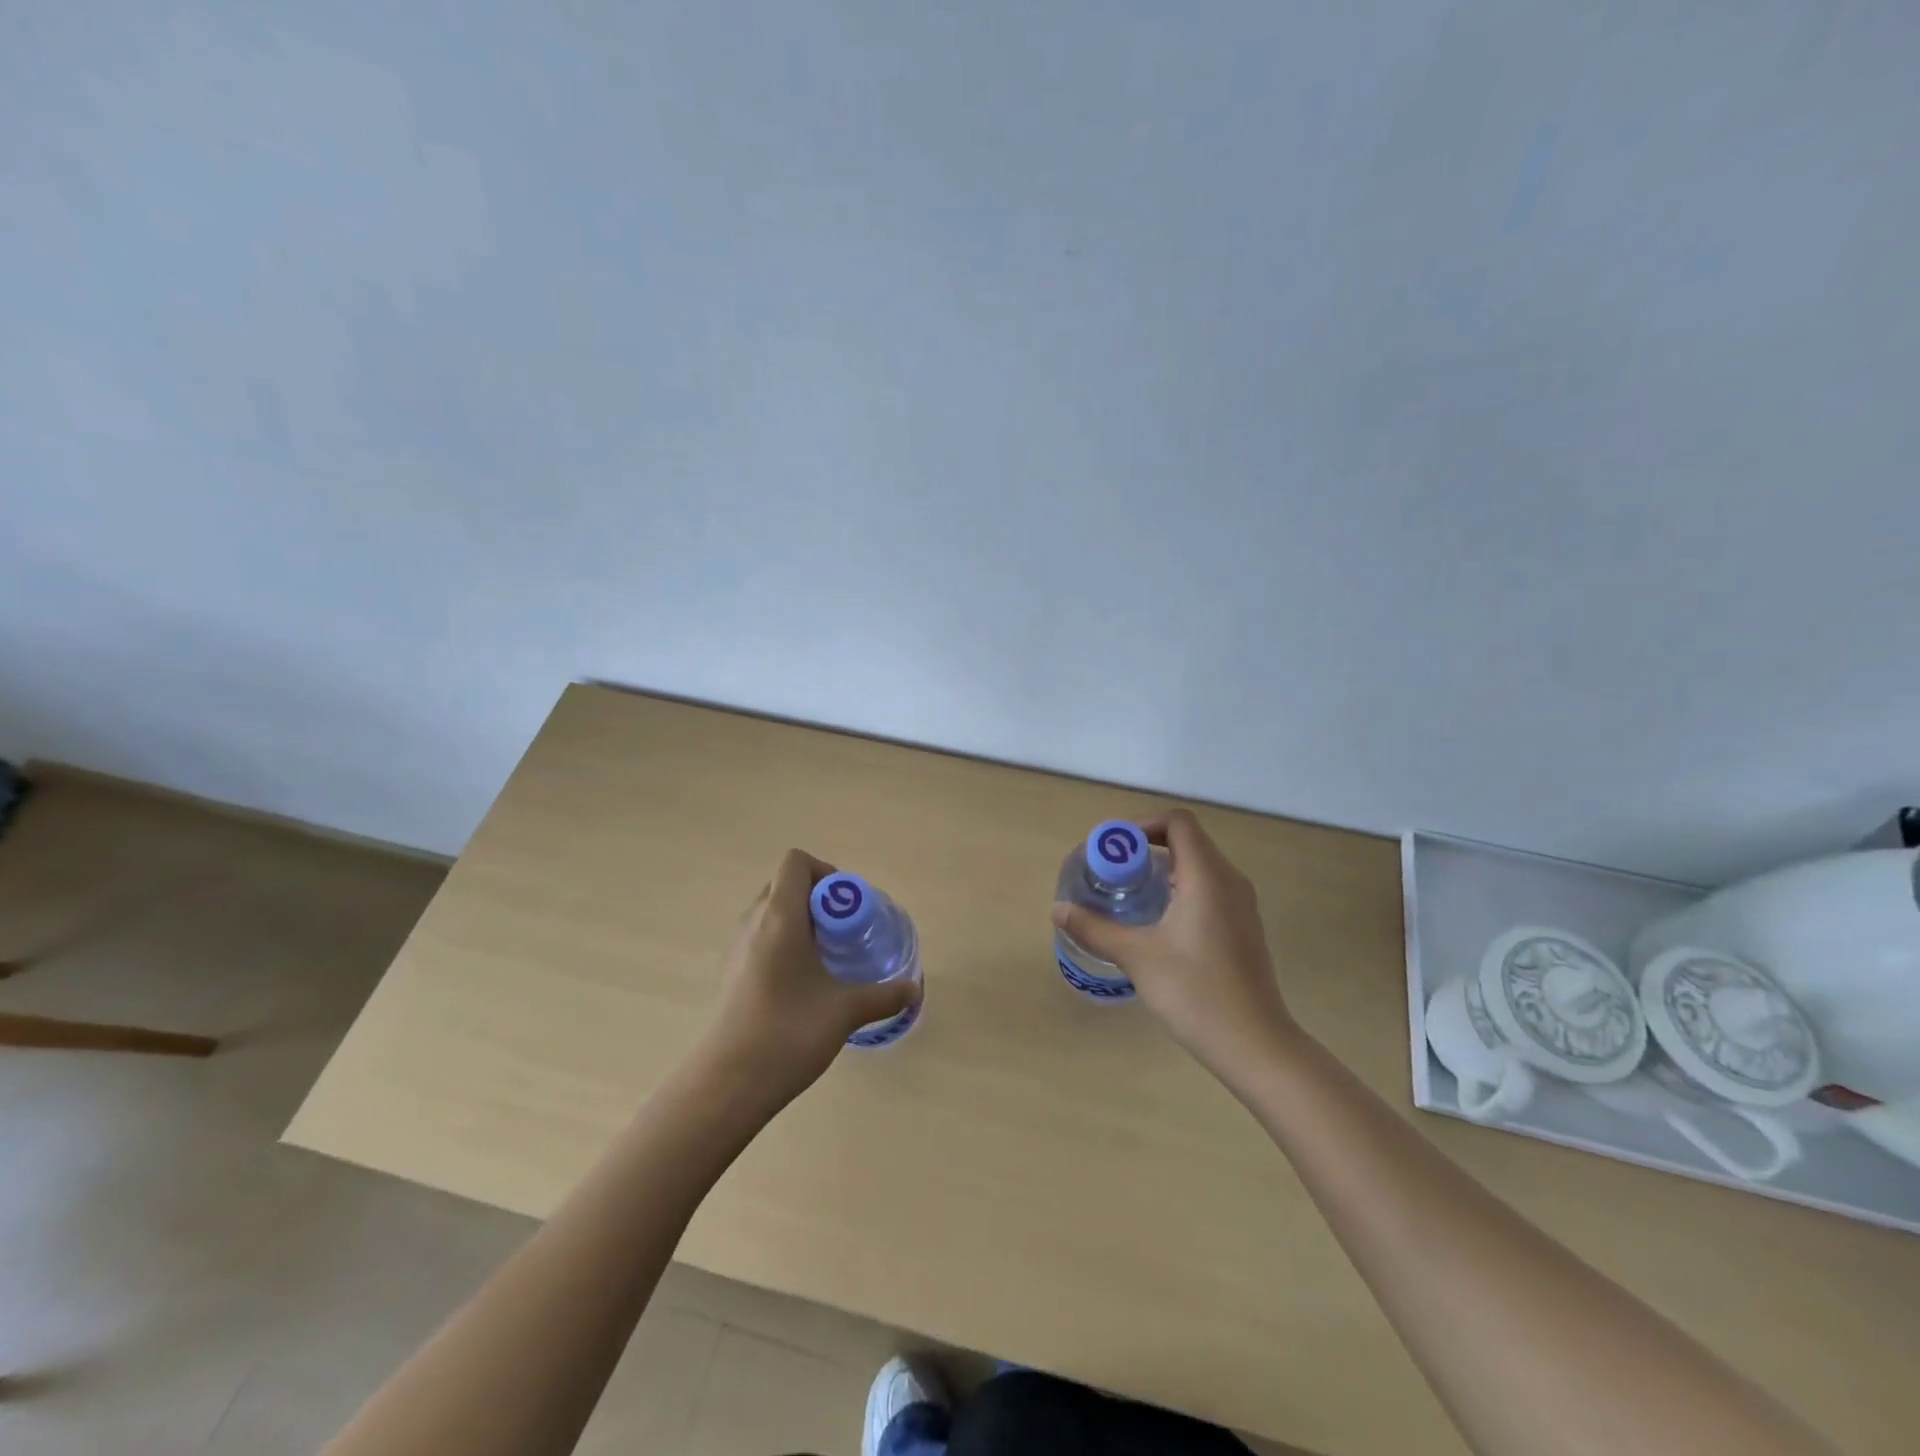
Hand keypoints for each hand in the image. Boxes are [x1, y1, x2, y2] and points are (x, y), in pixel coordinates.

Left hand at [700, 848, 916, 1104]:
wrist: (728, 1083)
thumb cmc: (788, 1033)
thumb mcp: (845, 1011)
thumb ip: (884, 995)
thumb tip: (914, 989)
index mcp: (780, 917)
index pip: (796, 862)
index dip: (826, 873)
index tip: (848, 907)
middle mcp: (754, 922)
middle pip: (785, 884)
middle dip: (819, 898)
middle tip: (844, 930)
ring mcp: (738, 947)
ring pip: (772, 912)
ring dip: (801, 921)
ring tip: (828, 956)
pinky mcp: (732, 973)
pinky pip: (761, 937)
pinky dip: (785, 944)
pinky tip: (803, 983)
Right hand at [1051, 808, 1300, 1080]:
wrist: (1255, 1045)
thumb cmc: (1195, 992)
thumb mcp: (1137, 957)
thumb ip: (1095, 928)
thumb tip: (1058, 910)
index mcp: (1207, 876)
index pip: (1177, 822)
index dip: (1141, 825)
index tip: (1112, 850)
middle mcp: (1229, 881)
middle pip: (1187, 840)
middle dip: (1145, 847)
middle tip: (1111, 872)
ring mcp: (1241, 904)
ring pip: (1198, 865)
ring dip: (1162, 868)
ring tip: (1128, 894)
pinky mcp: (1243, 926)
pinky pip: (1209, 887)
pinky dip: (1179, 888)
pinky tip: (1157, 921)